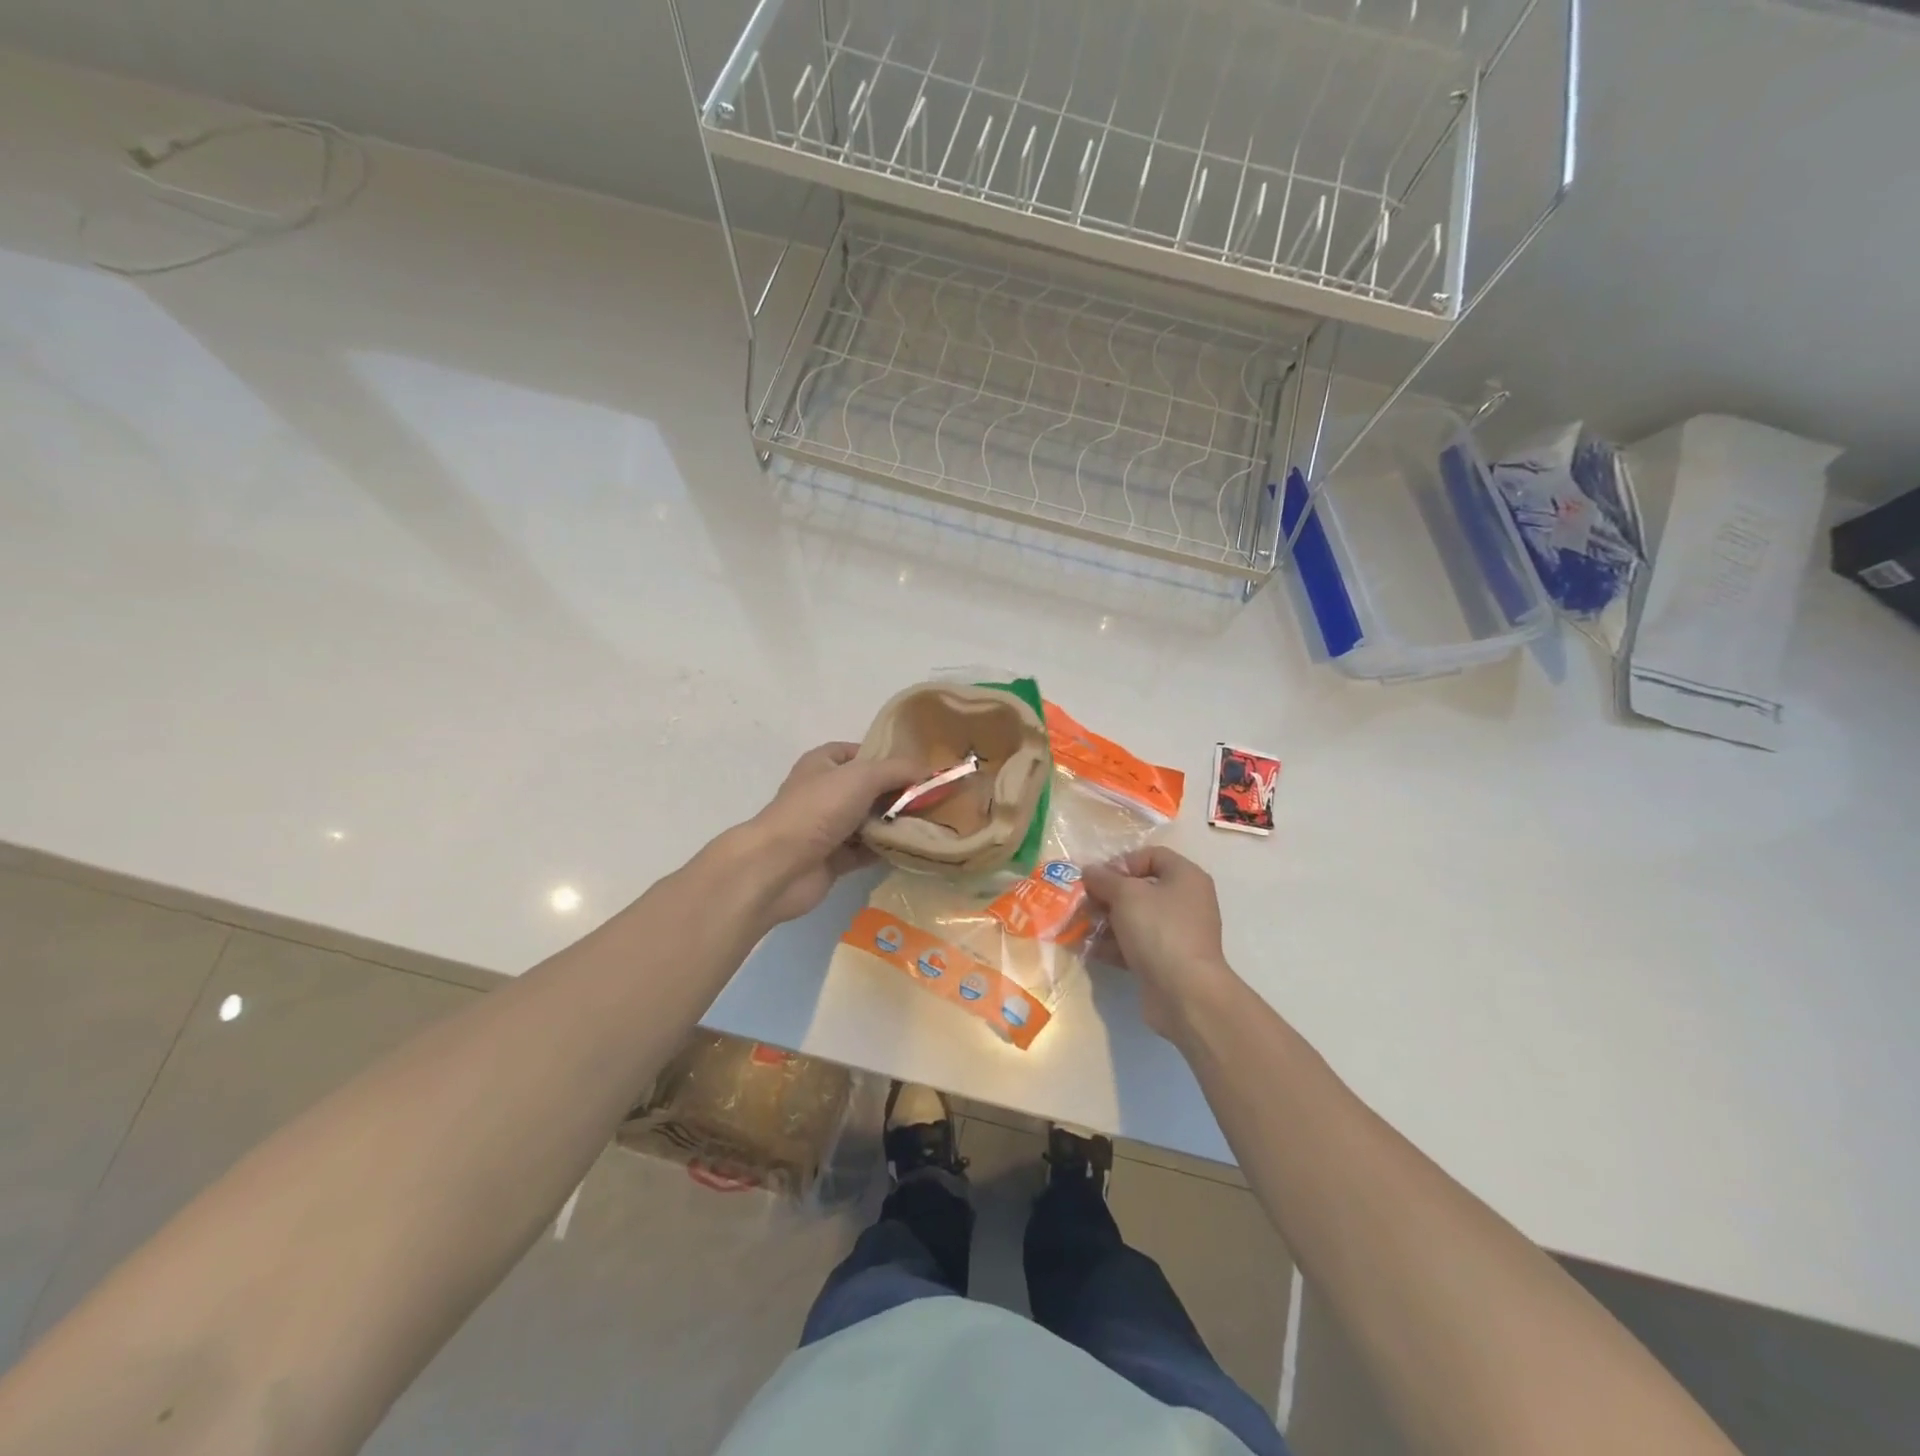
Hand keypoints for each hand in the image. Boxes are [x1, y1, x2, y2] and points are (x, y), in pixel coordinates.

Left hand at [742, 742, 922, 924]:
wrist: (779, 866)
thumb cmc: (817, 809)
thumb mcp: (862, 777)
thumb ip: (897, 770)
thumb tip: (928, 771)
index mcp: (822, 764)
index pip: (858, 753)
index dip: (885, 757)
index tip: (916, 769)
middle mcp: (824, 793)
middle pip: (868, 789)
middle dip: (897, 794)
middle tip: (931, 799)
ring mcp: (827, 828)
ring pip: (869, 822)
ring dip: (894, 824)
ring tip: (929, 824)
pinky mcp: (832, 860)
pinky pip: (866, 851)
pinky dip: (885, 850)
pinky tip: (912, 849)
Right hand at [1083, 847, 1242, 1040]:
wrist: (1184, 993)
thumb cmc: (1159, 930)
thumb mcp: (1126, 895)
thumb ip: (1104, 879)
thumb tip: (1089, 871)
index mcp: (1185, 876)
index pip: (1151, 855)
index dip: (1123, 862)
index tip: (1100, 878)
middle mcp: (1185, 901)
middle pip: (1140, 888)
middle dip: (1108, 895)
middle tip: (1084, 904)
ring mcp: (1177, 933)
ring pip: (1135, 918)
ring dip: (1106, 921)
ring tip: (1081, 928)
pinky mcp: (1167, 960)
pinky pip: (1136, 944)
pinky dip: (1114, 945)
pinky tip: (1090, 950)